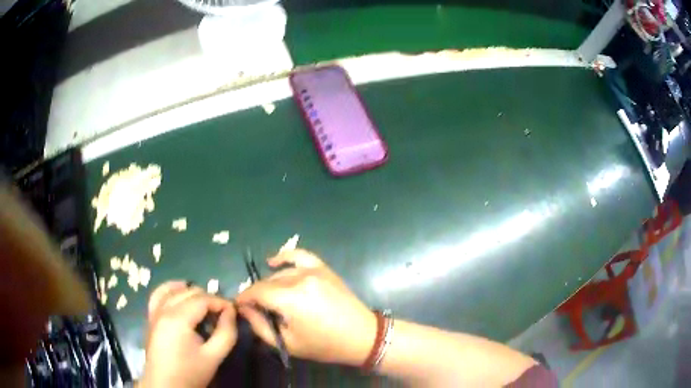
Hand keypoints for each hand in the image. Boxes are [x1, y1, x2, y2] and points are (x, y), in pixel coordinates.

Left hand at [140, 281, 236, 387]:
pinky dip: (170, 290)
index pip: (202, 299)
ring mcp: (154, 311)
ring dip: (190, 293)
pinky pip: (158, 295)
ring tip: (204, 305)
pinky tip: (179, 294)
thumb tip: (231, 312)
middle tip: (222, 313)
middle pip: (188, 292)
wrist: (165, 385)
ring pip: (173, 289)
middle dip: (208, 298)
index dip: (220, 302)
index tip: (233, 311)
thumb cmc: (190, 373)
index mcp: (178, 319)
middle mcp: (163, 309)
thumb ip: (226, 333)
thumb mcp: (214, 356)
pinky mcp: (150, 317)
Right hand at [236, 249, 375, 365]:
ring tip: (269, 300)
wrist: (361, 336)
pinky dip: (284, 256)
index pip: (256, 292)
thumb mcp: (287, 343)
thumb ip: (260, 325)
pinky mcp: (323, 269)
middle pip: (267, 282)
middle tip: (255, 309)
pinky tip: (272, 262)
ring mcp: (313, 270)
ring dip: (270, 284)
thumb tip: (244, 309)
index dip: (244, 299)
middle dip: (256, 295)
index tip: (238, 307)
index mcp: (290, 299)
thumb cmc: (324, 345)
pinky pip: (299, 255)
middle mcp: (300, 278)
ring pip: (280, 273)